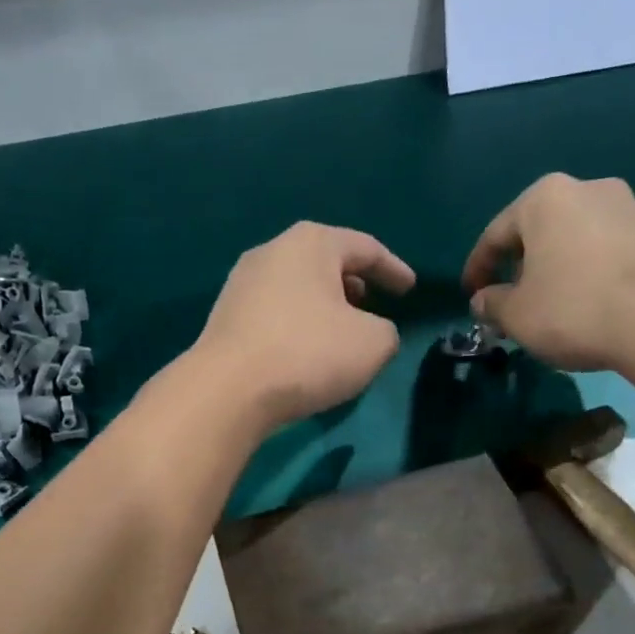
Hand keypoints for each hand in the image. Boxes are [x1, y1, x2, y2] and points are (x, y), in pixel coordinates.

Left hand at [194, 221, 415, 430]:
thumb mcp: (372, 344)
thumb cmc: (308, 353)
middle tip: (372, 306)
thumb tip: (372, 333)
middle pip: (325, 262)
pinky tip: (304, 350)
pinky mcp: (224, 317)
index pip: (365, 248)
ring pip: (297, 288)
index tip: (410, 289)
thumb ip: (386, 332)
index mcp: (312, 243)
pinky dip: (297, 324)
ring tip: (340, 331)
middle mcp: (272, 252)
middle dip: (353, 284)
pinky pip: (274, 313)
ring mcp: (241, 284)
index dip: (394, 269)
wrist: (228, 390)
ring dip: (323, 306)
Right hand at [461, 174, 634, 372]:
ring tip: (542, 307)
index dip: (477, 270)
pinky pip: (597, 251)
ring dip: (549, 271)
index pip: (495, 235)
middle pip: (535, 233)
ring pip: (568, 241)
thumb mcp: (516, 314)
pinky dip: (580, 273)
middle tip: (506, 304)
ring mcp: (623, 207)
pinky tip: (577, 304)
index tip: (470, 297)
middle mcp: (585, 188)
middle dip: (517, 268)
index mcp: (544, 198)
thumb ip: (492, 303)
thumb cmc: (571, 308)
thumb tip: (483, 301)